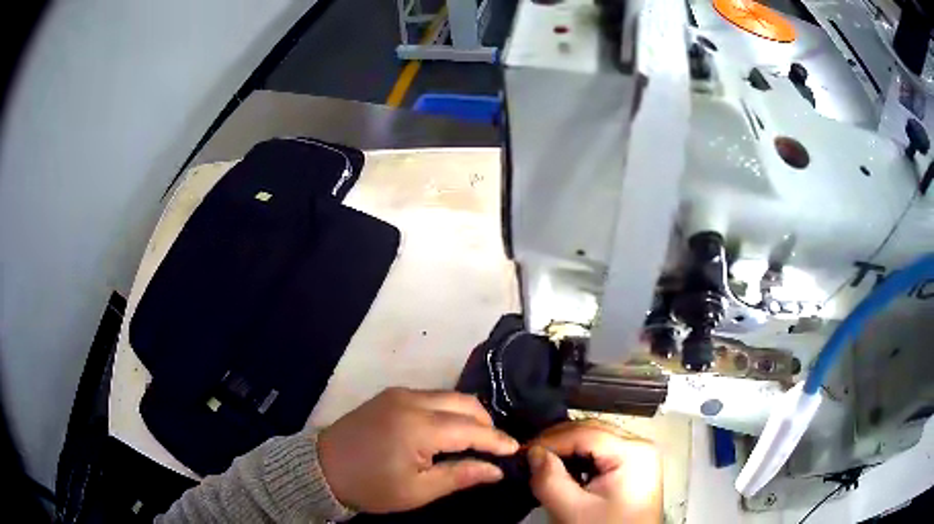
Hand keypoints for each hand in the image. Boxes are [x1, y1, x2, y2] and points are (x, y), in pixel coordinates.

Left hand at [317, 387, 518, 512]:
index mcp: (418, 426)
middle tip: (496, 447)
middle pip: (464, 402)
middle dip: (486, 422)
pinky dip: (448, 410)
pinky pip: (431, 397)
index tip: (517, 449)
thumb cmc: (371, 486)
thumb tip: (496, 470)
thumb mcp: (417, 490)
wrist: (321, 468)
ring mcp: (399, 393)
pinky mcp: (390, 394)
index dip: (497, 439)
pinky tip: (450, 430)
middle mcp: (411, 400)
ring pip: (448, 396)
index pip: (471, 428)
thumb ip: (460, 475)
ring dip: (468, 415)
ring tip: (477, 440)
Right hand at [528, 421, 662, 523]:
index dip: (550, 440)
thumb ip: (550, 480)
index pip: (584, 432)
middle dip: (557, 441)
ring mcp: (639, 456)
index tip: (521, 451)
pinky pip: (602, 452)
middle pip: (591, 430)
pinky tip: (563, 469)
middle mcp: (640, 445)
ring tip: (541, 462)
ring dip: (566, 448)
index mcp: (633, 452)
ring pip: (595, 440)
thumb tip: (532, 453)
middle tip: (528, 456)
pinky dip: (579, 457)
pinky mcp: (633, 467)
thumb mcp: (573, 510)